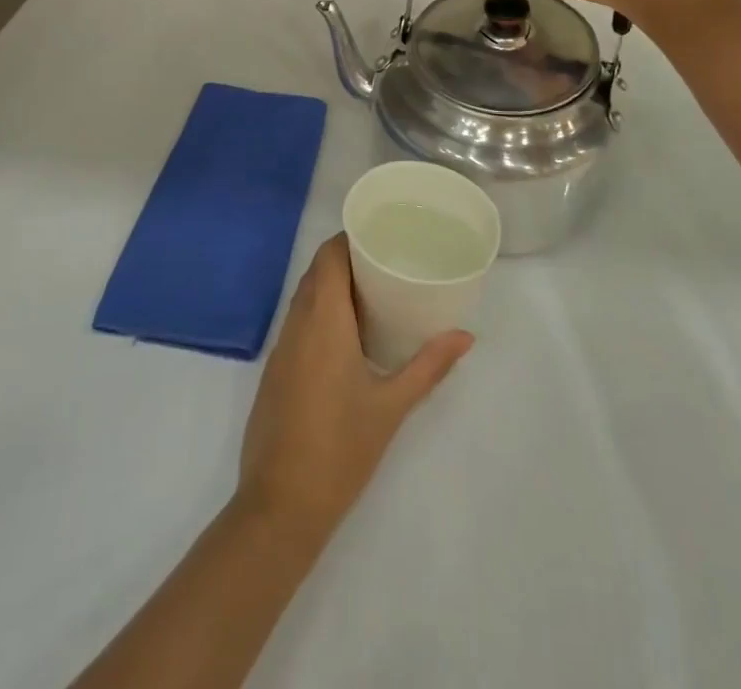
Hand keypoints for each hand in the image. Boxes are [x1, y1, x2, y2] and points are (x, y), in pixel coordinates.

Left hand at [238, 235, 471, 544]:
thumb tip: (465, 336)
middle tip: (388, 261)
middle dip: (347, 259)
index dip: (351, 238)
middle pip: (317, 271)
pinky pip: (298, 321)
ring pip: (305, 295)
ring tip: (374, 291)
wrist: (280, 505)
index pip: (330, 256)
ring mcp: (281, 347)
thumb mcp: (391, 406)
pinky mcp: (275, 369)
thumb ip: (428, 366)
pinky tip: (347, 333)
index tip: (382, 235)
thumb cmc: (340, 449)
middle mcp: (297, 323)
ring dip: (333, 285)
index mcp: (323, 319)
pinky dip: (320, 311)